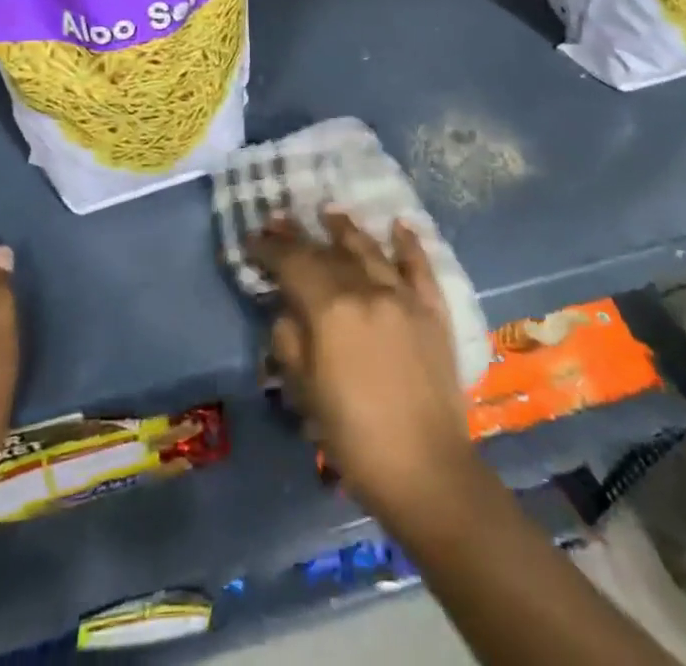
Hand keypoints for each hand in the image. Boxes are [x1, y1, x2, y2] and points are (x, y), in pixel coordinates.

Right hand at [249, 208, 473, 522]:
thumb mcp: (305, 393)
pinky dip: (409, 244)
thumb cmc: (354, 438)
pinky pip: (419, 268)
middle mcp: (367, 290)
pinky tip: (399, 226)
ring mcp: (404, 297)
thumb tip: (288, 311)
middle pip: (327, 253)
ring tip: (329, 213)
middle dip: (299, 237)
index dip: (270, 249)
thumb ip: (291, 342)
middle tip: (279, 220)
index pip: (293, 264)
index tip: (252, 239)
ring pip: (370, 250)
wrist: (427, 472)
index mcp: (331, 309)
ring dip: (346, 230)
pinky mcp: (433, 312)